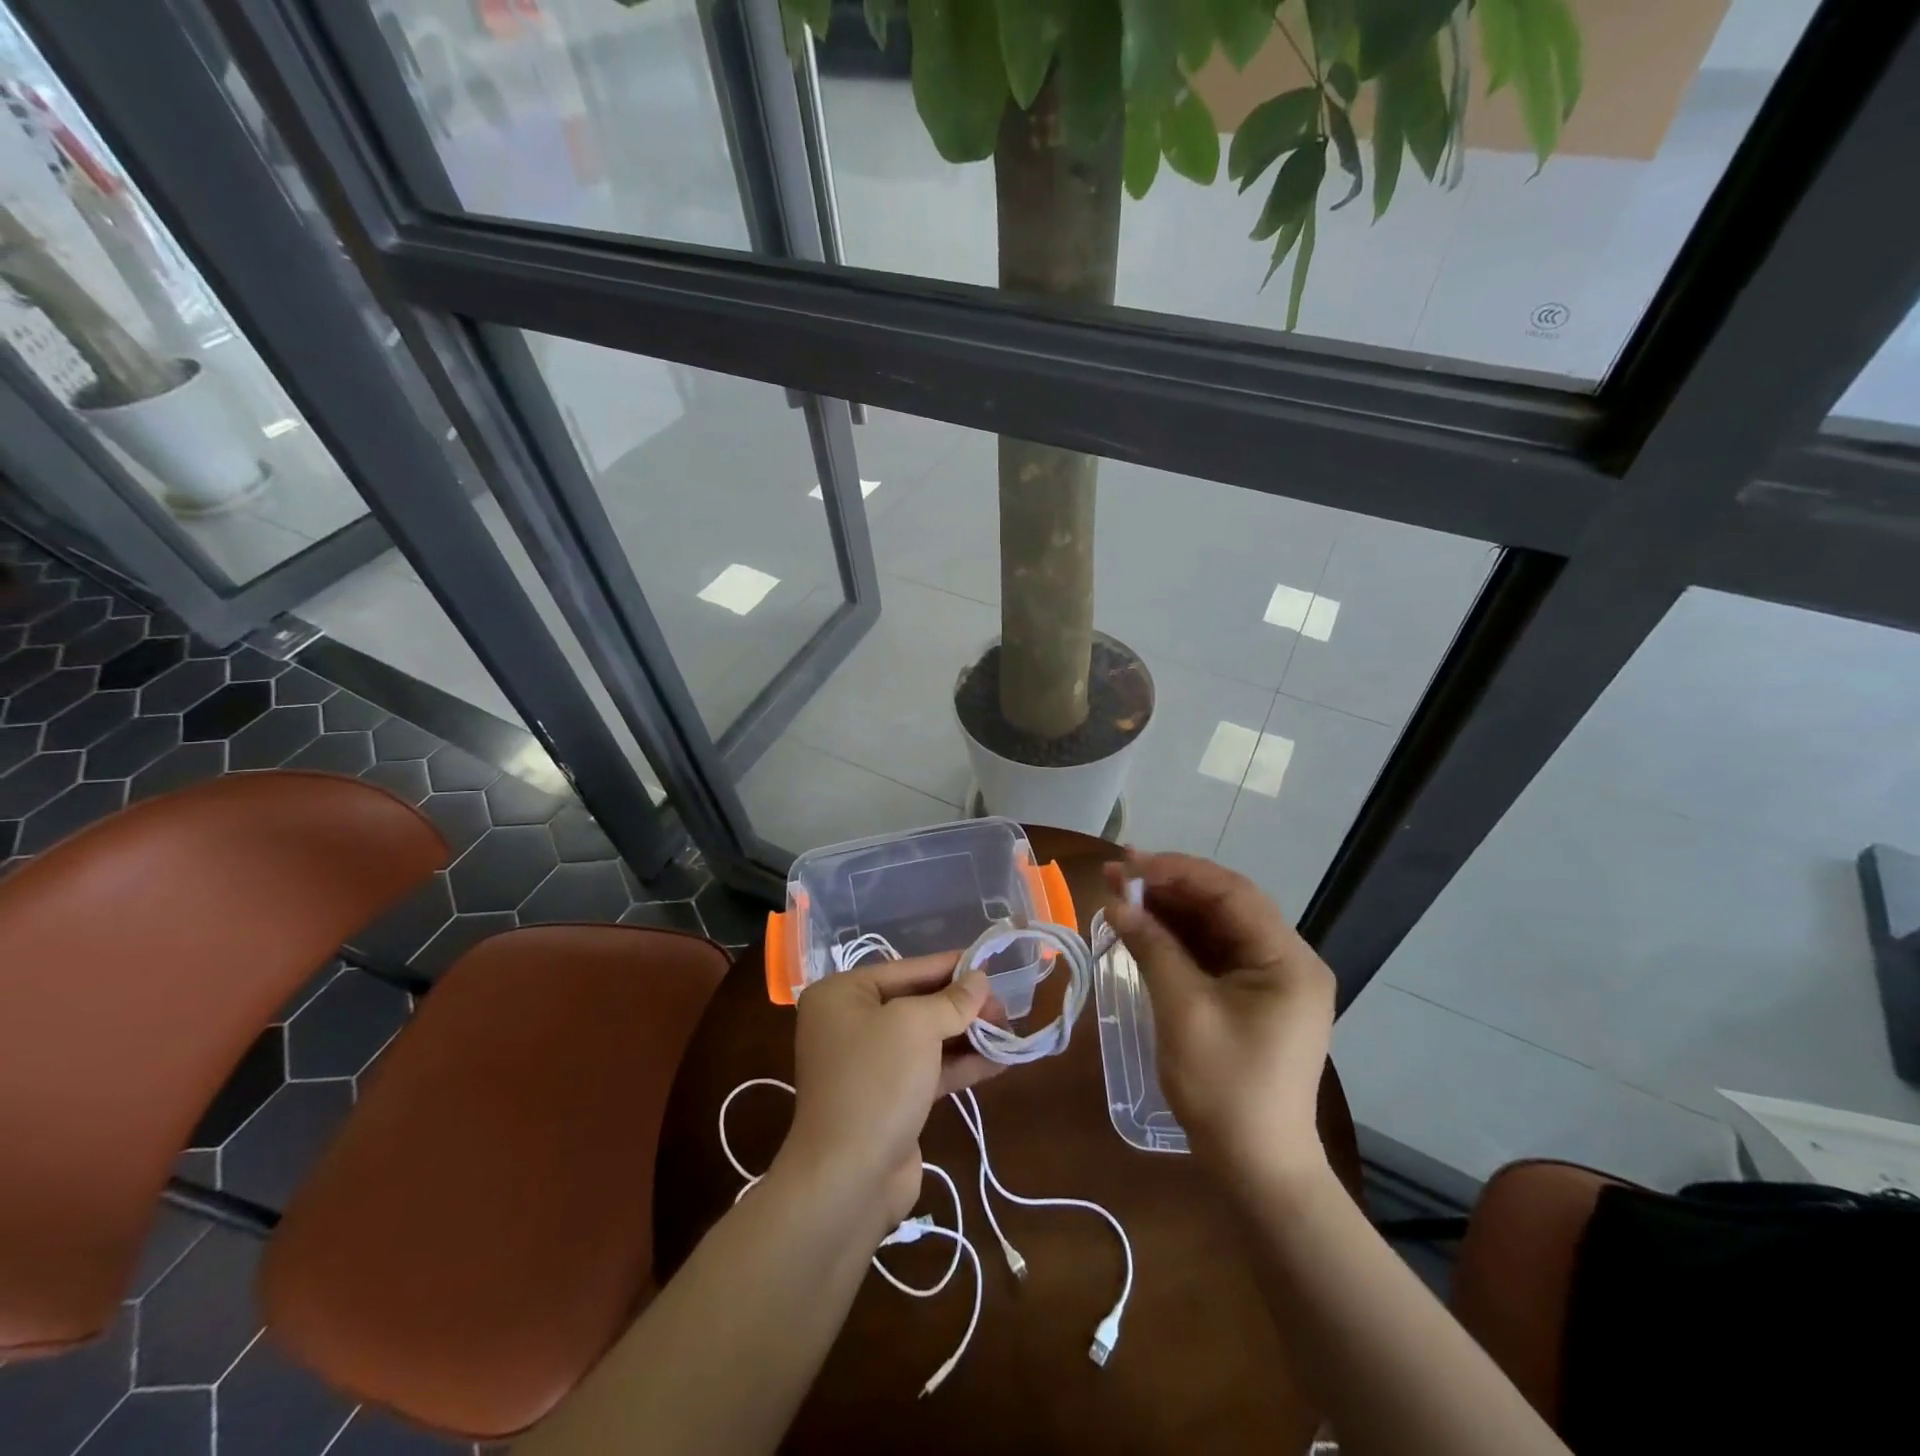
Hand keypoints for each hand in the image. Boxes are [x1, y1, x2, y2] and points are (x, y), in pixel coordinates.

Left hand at [778, 954, 1001, 1232]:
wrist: (848, 1178)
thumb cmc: (877, 1081)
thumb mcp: (917, 1027)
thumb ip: (952, 1000)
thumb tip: (980, 979)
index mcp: (842, 994)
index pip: (907, 969)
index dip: (951, 966)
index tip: (990, 962)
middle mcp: (850, 1023)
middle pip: (918, 1003)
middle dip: (963, 1005)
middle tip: (1006, 1007)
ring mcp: (869, 1064)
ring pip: (926, 1038)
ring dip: (967, 1035)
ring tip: (1010, 1031)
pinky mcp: (888, 1099)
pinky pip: (928, 1069)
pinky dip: (960, 1065)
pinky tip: (998, 1061)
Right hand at [1105, 852, 1335, 1189]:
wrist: (1257, 1169)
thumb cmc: (1225, 1090)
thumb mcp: (1184, 1011)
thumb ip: (1152, 948)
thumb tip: (1116, 902)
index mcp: (1287, 961)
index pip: (1232, 893)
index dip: (1178, 871)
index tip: (1129, 864)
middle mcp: (1286, 961)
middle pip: (1224, 905)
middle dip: (1168, 887)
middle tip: (1116, 874)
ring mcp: (1269, 980)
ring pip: (1214, 926)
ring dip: (1168, 910)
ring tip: (1119, 894)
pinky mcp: (1250, 997)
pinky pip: (1211, 953)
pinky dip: (1176, 939)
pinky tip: (1141, 927)